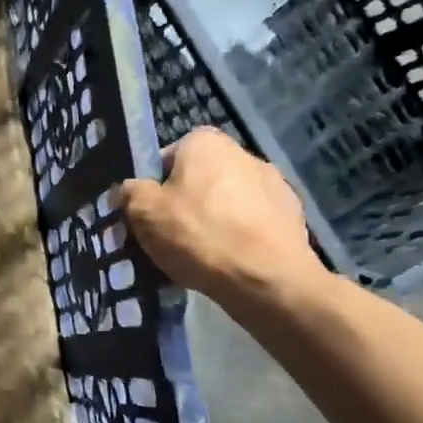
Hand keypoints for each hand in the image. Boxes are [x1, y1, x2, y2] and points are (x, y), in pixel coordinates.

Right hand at [118, 129, 325, 309]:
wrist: (268, 280)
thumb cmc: (199, 235)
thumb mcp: (143, 212)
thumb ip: (130, 192)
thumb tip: (131, 189)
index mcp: (206, 143)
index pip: (166, 158)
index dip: (153, 187)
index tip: (148, 215)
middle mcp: (243, 153)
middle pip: (198, 180)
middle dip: (184, 204)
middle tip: (169, 237)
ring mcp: (274, 184)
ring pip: (226, 202)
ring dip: (213, 221)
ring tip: (200, 256)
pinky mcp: (293, 216)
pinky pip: (251, 223)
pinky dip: (239, 238)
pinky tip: (229, 263)